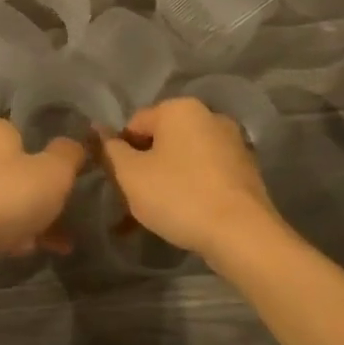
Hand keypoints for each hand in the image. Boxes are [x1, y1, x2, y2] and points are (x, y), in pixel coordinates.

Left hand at [0, 118, 84, 273]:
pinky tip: (26, 251)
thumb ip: (69, 154)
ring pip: (4, 198)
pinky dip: (8, 233)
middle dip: (41, 194)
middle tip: (65, 213)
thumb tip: (74, 145)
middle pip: (16, 169)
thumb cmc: (5, 196)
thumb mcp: (54, 172)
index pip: (26, 134)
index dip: (50, 157)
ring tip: (57, 243)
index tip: (67, 181)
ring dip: (29, 218)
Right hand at [100, 98, 280, 264]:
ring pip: (183, 160)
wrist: (243, 235)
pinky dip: (189, 190)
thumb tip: (97, 130)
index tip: (116, 182)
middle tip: (131, 201)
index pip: (134, 124)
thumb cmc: (179, 196)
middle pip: (161, 140)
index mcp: (180, 108)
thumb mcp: (131, 175)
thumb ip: (110, 150)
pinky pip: (205, 175)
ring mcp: (232, 144)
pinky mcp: (246, 171)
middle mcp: (209, 116)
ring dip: (164, 182)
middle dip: (143, 168)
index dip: (119, 153)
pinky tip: (181, 218)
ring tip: (153, 217)